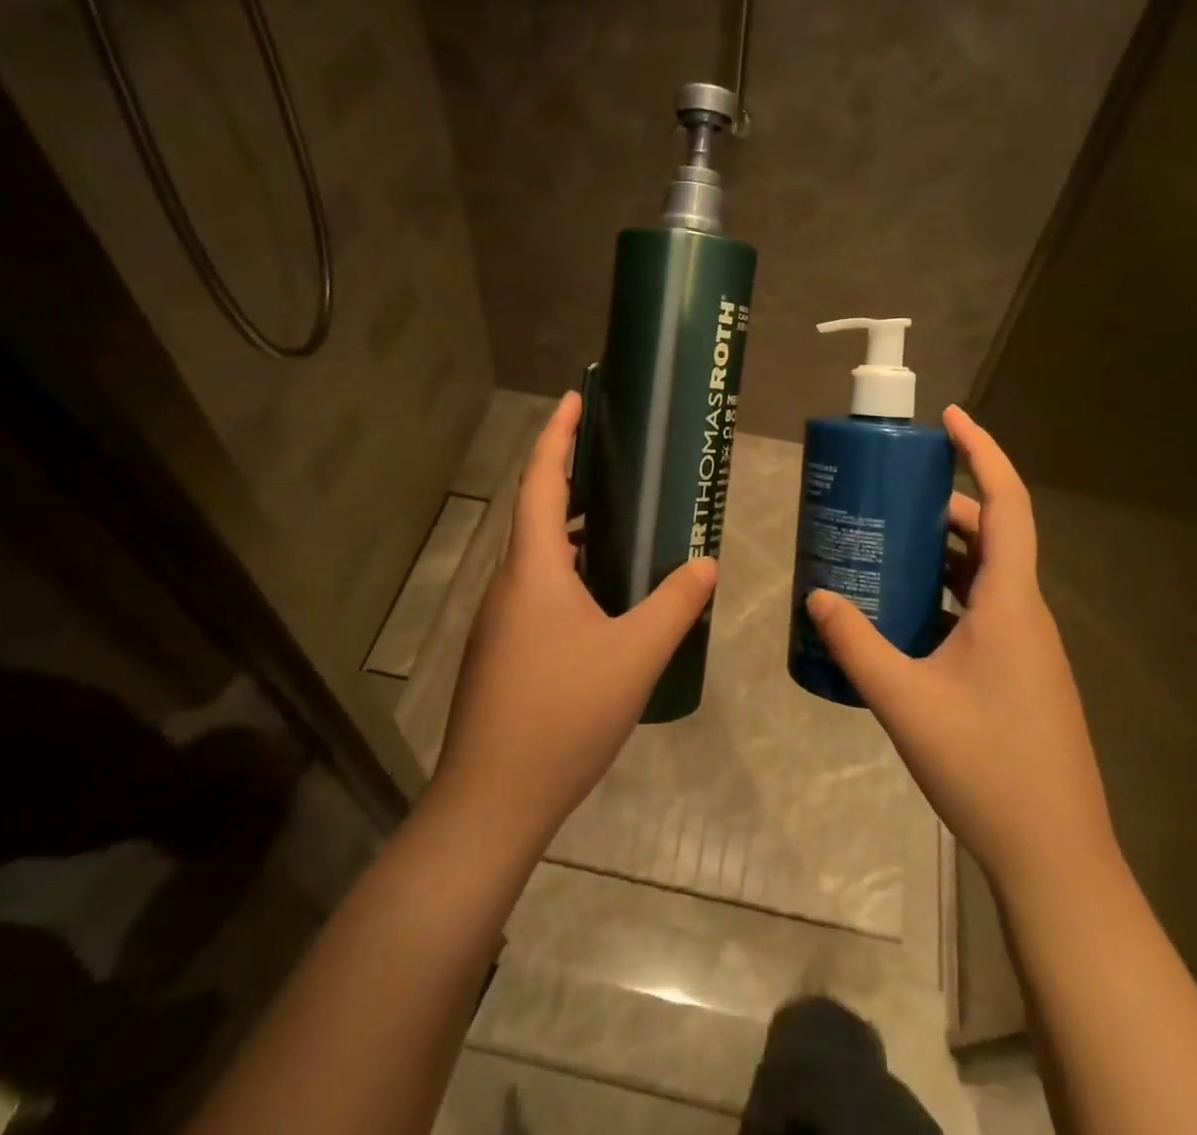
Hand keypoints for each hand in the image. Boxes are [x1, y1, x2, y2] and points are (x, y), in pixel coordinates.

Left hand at [432, 391, 717, 856]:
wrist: (491, 800)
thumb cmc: (563, 713)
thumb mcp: (635, 654)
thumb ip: (675, 603)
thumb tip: (705, 561)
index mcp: (533, 568)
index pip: (542, 480)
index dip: (557, 434)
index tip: (574, 396)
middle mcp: (509, 583)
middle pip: (537, 511)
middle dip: (569, 476)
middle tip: (612, 457)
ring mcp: (499, 620)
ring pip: (536, 555)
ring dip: (571, 528)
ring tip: (617, 520)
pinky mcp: (501, 651)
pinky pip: (536, 589)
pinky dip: (567, 570)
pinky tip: (601, 596)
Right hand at [805, 406, 1115, 892]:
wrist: (1054, 854)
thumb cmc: (985, 767)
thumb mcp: (905, 700)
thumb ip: (855, 644)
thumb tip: (817, 594)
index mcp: (1010, 603)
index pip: (1006, 503)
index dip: (982, 452)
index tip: (950, 417)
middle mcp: (1025, 613)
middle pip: (991, 535)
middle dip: (944, 505)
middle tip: (891, 493)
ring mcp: (1027, 646)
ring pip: (986, 576)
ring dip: (943, 553)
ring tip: (888, 546)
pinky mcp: (1021, 674)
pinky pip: (983, 612)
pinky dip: (946, 596)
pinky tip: (904, 617)